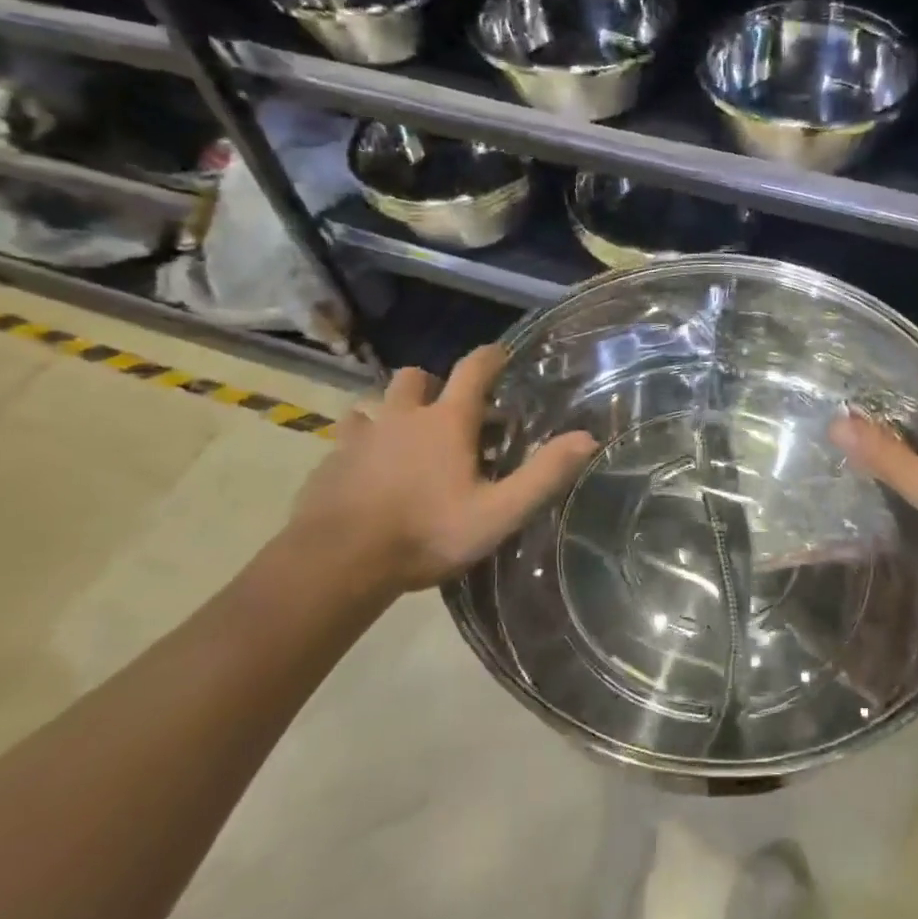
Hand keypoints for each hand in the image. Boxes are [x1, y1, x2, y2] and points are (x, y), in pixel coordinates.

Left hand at [281, 344, 597, 601]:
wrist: (337, 563)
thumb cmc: (426, 533)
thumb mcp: (498, 512)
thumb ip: (543, 474)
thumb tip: (587, 438)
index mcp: (446, 421)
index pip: (473, 369)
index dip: (490, 357)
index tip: (502, 354)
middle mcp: (402, 416)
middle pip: (414, 377)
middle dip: (433, 384)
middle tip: (448, 412)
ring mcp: (361, 436)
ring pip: (374, 403)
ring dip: (392, 411)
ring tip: (404, 439)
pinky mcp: (330, 461)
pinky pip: (348, 437)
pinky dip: (362, 443)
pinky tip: (366, 470)